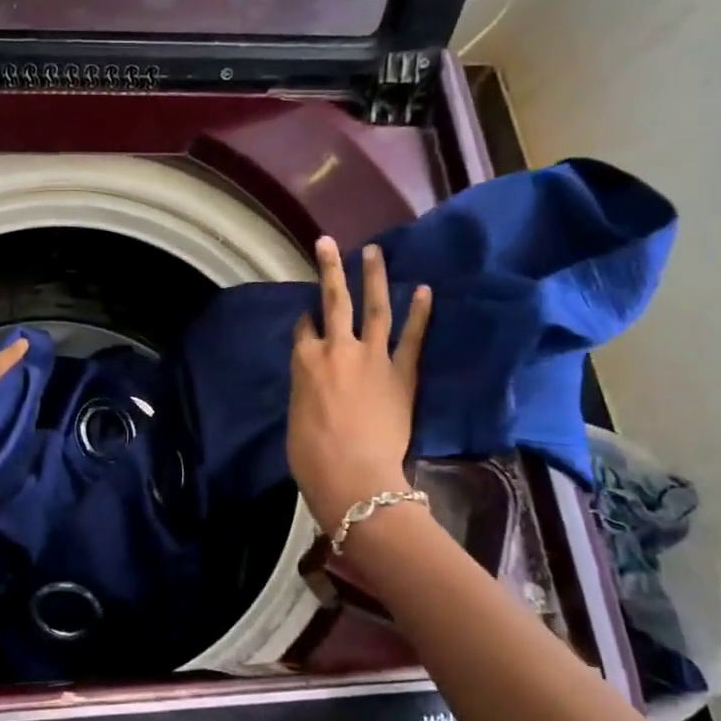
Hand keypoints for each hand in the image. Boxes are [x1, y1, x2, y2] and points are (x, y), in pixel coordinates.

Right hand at [287, 238, 432, 529]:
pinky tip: (424, 290)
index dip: (305, 319)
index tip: (308, 314)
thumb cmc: (311, 455)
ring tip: (373, 251)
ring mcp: (371, 356)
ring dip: (373, 277)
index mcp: (304, 361)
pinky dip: (419, 313)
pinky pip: (413, 337)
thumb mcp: (295, 415)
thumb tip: (314, 380)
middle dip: (329, 269)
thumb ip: (305, 387)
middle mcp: (336, 348)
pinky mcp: (401, 372)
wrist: (354, 477)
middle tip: (328, 242)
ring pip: (373, 307)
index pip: (303, 328)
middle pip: (332, 301)